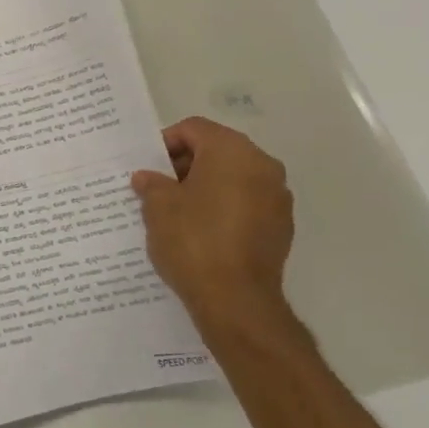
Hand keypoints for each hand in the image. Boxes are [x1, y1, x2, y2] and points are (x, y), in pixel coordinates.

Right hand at [131, 117, 293, 334]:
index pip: (194, 129)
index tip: (148, 166)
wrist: (235, 299)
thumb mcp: (158, 207)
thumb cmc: (193, 241)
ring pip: (233, 178)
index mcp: (232, 151)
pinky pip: (246, 203)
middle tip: (158, 187)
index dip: (166, 142)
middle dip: (186, 164)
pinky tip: (201, 232)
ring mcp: (277, 197)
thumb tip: (147, 177)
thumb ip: (151, 184)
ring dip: (205, 186)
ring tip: (177, 211)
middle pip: (217, 150)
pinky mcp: (280, 226)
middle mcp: (262, 165)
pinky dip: (223, 208)